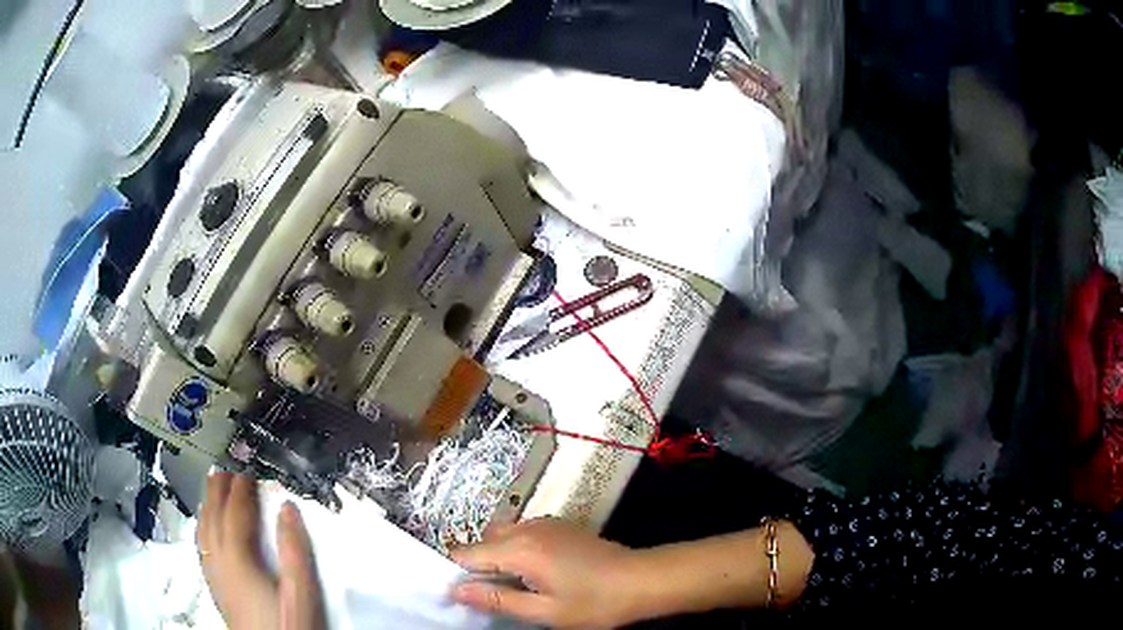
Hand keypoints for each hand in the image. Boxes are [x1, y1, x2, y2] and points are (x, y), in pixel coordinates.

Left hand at [197, 473, 324, 629]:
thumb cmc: (288, 625)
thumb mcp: (302, 594)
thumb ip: (295, 552)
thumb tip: (287, 507)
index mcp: (238, 559)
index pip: (235, 513)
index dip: (240, 488)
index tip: (247, 466)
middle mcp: (218, 561)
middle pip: (212, 517)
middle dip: (217, 489)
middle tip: (224, 465)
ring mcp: (214, 575)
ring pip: (203, 530)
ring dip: (207, 505)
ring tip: (213, 488)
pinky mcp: (215, 588)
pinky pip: (202, 545)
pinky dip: (203, 526)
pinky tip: (208, 528)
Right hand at [450, 518, 641, 628]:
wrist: (642, 579)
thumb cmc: (594, 603)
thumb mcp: (544, 611)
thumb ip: (496, 599)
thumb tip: (455, 589)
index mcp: (519, 549)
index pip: (465, 553)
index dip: (458, 575)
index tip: (464, 597)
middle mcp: (526, 528)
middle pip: (482, 541)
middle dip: (479, 565)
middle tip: (497, 595)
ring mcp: (544, 522)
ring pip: (502, 534)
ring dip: (498, 556)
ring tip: (518, 585)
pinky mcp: (559, 524)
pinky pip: (522, 532)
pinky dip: (516, 548)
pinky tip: (538, 572)